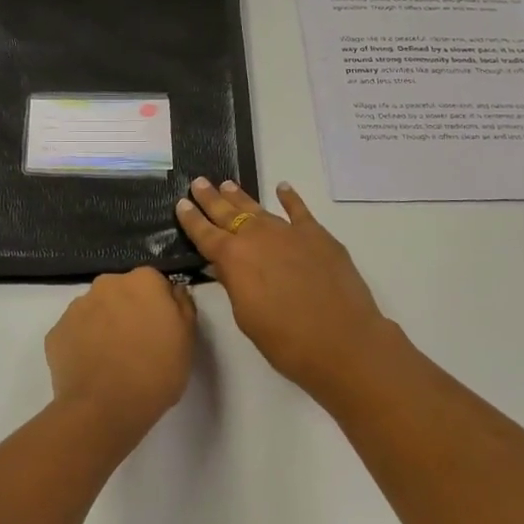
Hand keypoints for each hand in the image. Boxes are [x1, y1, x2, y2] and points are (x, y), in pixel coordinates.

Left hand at [45, 267, 195, 439]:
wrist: (105, 409)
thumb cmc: (156, 372)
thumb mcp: (187, 339)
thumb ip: (182, 305)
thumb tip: (172, 291)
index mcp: (143, 281)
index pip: (154, 283)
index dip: (158, 306)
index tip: (161, 329)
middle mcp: (106, 284)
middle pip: (122, 292)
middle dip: (128, 311)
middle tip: (137, 345)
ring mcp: (76, 307)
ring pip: (95, 310)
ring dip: (104, 326)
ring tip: (112, 361)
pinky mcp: (55, 332)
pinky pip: (75, 332)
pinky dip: (82, 344)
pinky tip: (92, 369)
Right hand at [176, 179, 396, 401]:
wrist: (342, 340)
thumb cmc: (286, 340)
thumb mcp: (246, 316)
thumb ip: (234, 284)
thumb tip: (225, 265)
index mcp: (233, 259)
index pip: (205, 234)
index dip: (191, 219)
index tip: (181, 203)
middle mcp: (257, 237)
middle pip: (228, 213)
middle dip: (211, 198)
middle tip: (198, 182)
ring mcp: (288, 232)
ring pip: (259, 209)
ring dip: (241, 197)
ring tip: (227, 184)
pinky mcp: (317, 235)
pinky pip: (299, 210)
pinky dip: (290, 198)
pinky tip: (283, 188)